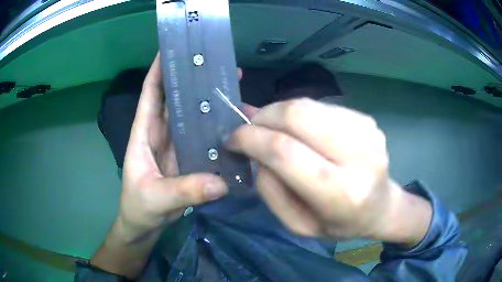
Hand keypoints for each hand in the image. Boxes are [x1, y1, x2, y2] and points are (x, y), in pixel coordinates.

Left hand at [119, 54, 228, 239]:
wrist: (144, 226)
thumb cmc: (138, 208)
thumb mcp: (155, 199)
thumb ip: (184, 191)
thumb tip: (220, 182)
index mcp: (144, 133)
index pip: (150, 93)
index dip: (158, 69)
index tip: (172, 48)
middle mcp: (160, 132)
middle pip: (175, 97)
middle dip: (191, 78)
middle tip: (216, 62)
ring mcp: (176, 144)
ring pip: (191, 114)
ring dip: (206, 99)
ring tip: (230, 84)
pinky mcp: (188, 158)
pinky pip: (202, 135)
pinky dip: (214, 126)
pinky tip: (232, 120)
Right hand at [227, 98, 431, 246]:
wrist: (380, 207)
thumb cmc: (339, 223)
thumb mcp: (298, 225)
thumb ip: (271, 190)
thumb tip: (256, 149)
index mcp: (342, 194)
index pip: (286, 152)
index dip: (251, 139)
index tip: (232, 139)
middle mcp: (360, 157)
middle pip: (298, 115)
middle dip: (264, 117)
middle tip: (250, 128)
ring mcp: (367, 132)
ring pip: (307, 104)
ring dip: (280, 113)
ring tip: (274, 129)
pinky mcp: (367, 120)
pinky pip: (321, 106)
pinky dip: (301, 114)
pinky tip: (302, 131)